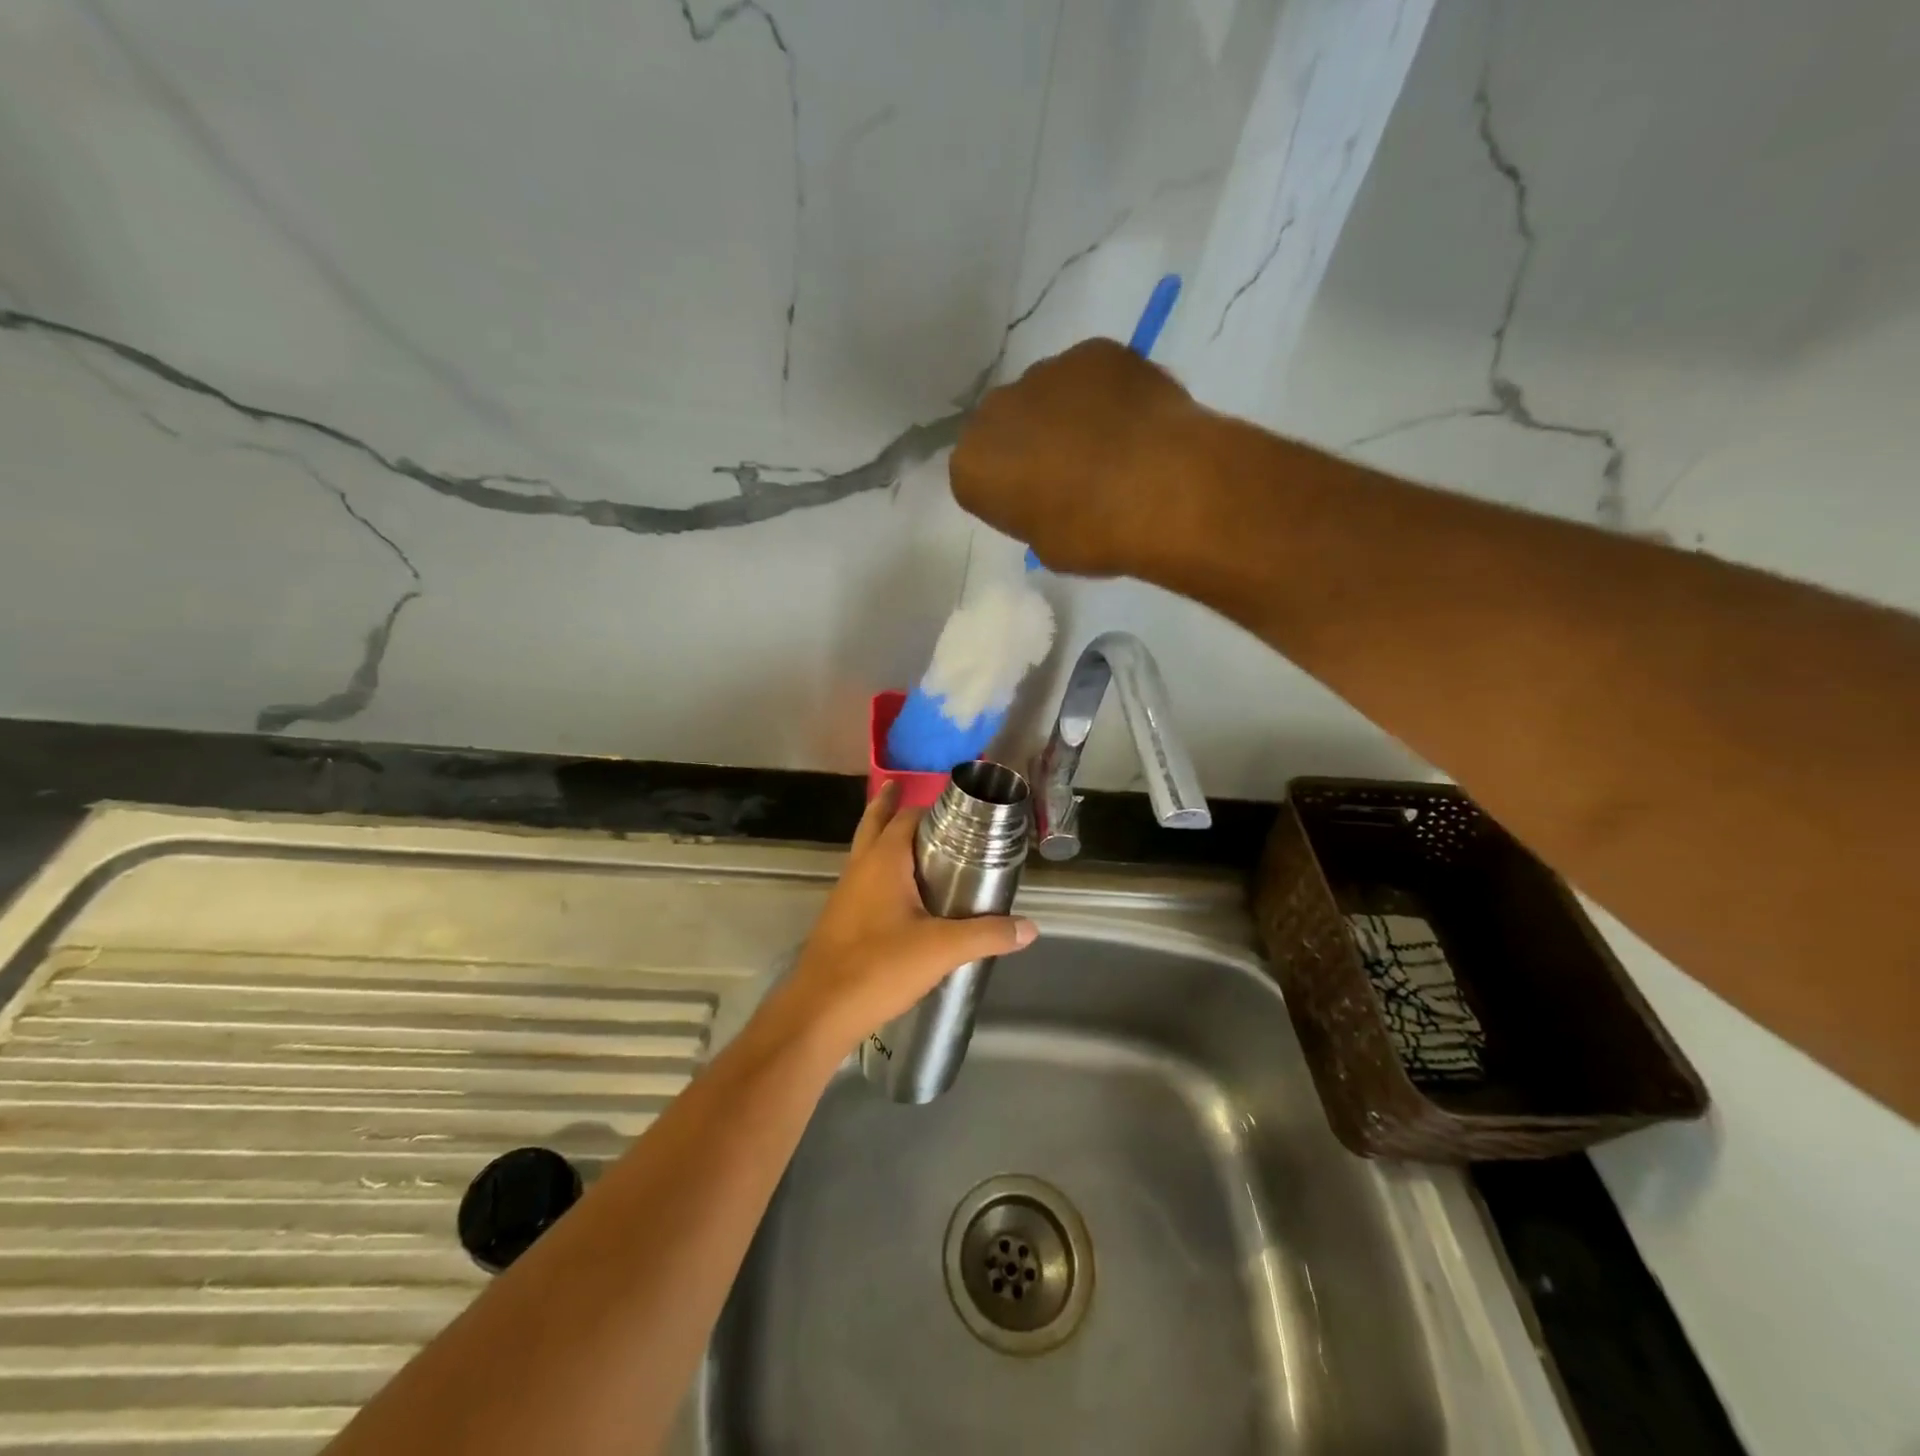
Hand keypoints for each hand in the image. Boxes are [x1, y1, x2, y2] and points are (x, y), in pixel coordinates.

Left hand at [773, 783, 1037, 1056]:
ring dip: (886, 838)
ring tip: (918, 842)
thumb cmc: (878, 967)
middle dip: (892, 806)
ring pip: (866, 851)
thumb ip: (987, 935)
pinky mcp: (841, 917)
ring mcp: (846, 892)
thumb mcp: (942, 950)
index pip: (907, 816)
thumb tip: (1029, 928)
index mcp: (883, 861)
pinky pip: (864, 879)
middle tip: (916, 795)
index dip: (932, 807)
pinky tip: (902, 894)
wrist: (819, 1011)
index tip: (960, 810)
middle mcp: (860, 867)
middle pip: (875, 822)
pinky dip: (882, 870)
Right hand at [950, 338, 1207, 576]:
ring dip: (1065, 416)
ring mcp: (1045, 371)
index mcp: (972, 464)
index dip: (1007, 493)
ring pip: (1046, 395)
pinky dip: (1105, 393)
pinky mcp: (1094, 350)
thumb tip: (1050, 498)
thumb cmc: (1092, 535)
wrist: (1161, 490)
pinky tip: (1133, 421)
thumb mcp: (1046, 546)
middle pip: (1006, 427)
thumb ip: (1032, 514)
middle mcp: (996, 410)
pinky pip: (1091, 375)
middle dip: (1028, 444)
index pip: (977, 477)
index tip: (1034, 507)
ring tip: (1108, 446)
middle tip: (1068, 474)